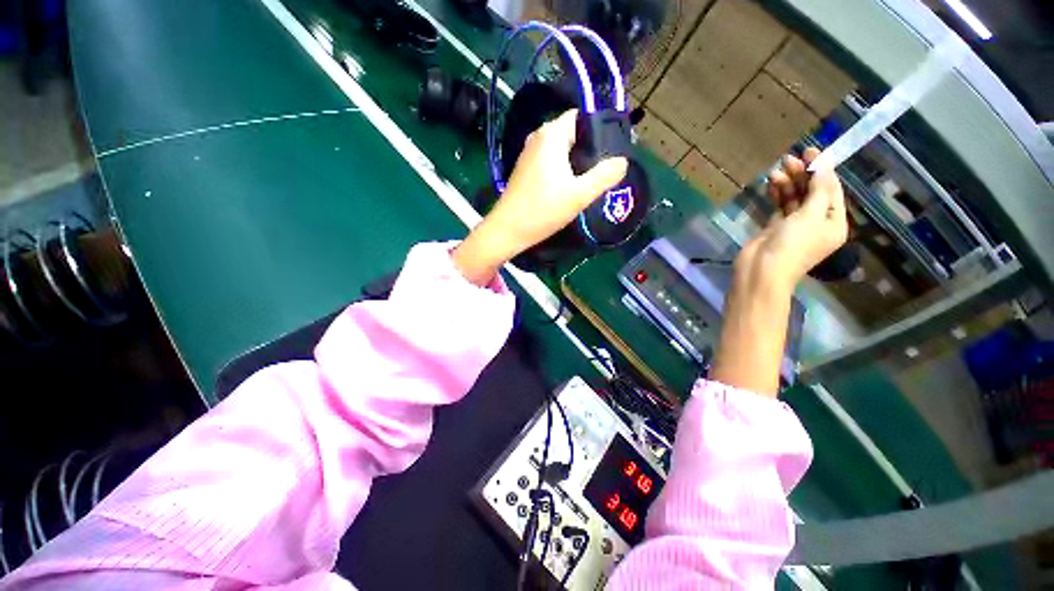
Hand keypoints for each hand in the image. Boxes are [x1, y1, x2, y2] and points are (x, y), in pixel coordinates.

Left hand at [453, 109, 628, 284]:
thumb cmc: (543, 210)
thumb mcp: (580, 195)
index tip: (612, 151)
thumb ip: (604, 176)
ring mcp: (529, 154)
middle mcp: (538, 137)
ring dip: (576, 161)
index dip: (599, 130)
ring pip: (560, 148)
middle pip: (572, 133)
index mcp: (551, 135)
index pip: (581, 117)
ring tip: (591, 179)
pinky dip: (563, 168)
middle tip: (605, 169)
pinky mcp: (525, 170)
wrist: (507, 230)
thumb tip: (622, 161)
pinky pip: (550, 160)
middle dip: (589, 148)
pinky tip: (570, 186)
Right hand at [737, 147, 847, 289]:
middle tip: (789, 159)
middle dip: (803, 175)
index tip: (810, 151)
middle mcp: (817, 223)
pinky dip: (777, 194)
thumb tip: (823, 165)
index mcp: (833, 222)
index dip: (822, 169)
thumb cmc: (793, 244)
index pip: (831, 190)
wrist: (761, 271)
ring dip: (788, 183)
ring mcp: (794, 226)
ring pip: (794, 198)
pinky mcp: (775, 228)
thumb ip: (819, 189)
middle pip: (812, 192)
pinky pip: (779, 206)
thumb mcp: (811, 215)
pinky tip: (771, 184)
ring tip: (776, 171)